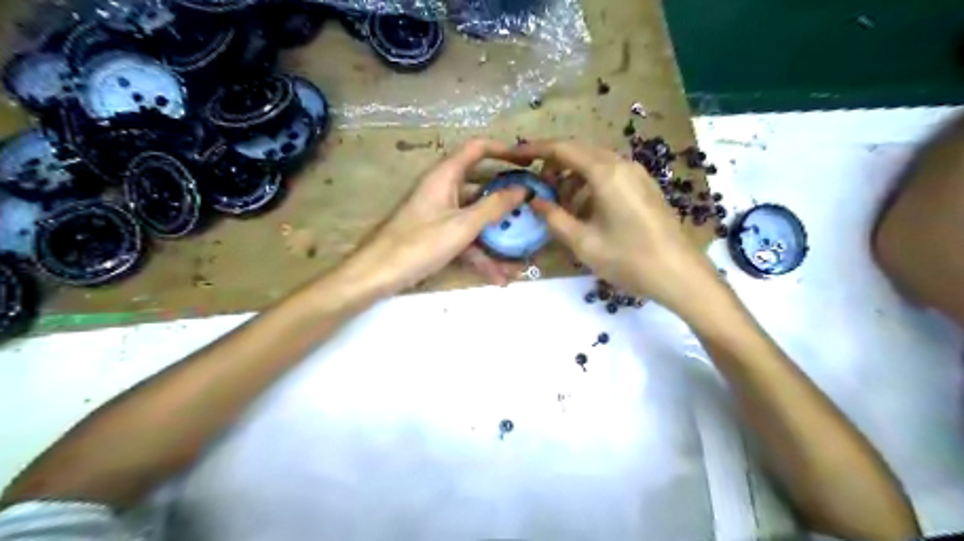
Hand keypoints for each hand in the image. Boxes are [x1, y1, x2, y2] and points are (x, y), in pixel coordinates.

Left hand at [338, 137, 530, 293]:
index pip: (477, 148)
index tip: (529, 163)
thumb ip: (494, 206)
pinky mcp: (437, 234)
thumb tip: (522, 189)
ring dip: (497, 235)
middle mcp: (444, 189)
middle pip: (481, 185)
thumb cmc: (419, 243)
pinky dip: (481, 254)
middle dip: (507, 198)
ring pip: (475, 217)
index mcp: (445, 175)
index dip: (504, 151)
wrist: (378, 273)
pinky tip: (499, 277)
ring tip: (522, 252)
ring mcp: (440, 213)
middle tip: (532, 206)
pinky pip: (465, 238)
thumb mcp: (462, 225)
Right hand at [512, 139, 722, 319]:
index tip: (515, 153)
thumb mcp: (582, 242)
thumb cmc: (628, 259)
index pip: (563, 149)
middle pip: (580, 152)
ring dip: (572, 178)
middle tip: (536, 186)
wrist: (679, 274)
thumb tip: (534, 200)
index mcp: (606, 173)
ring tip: (558, 204)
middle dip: (554, 166)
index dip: (536, 149)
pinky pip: (610, 176)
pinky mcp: (644, 187)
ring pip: (595, 164)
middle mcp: (622, 165)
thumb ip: (553, 217)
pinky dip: (589, 185)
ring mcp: (637, 175)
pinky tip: (584, 210)